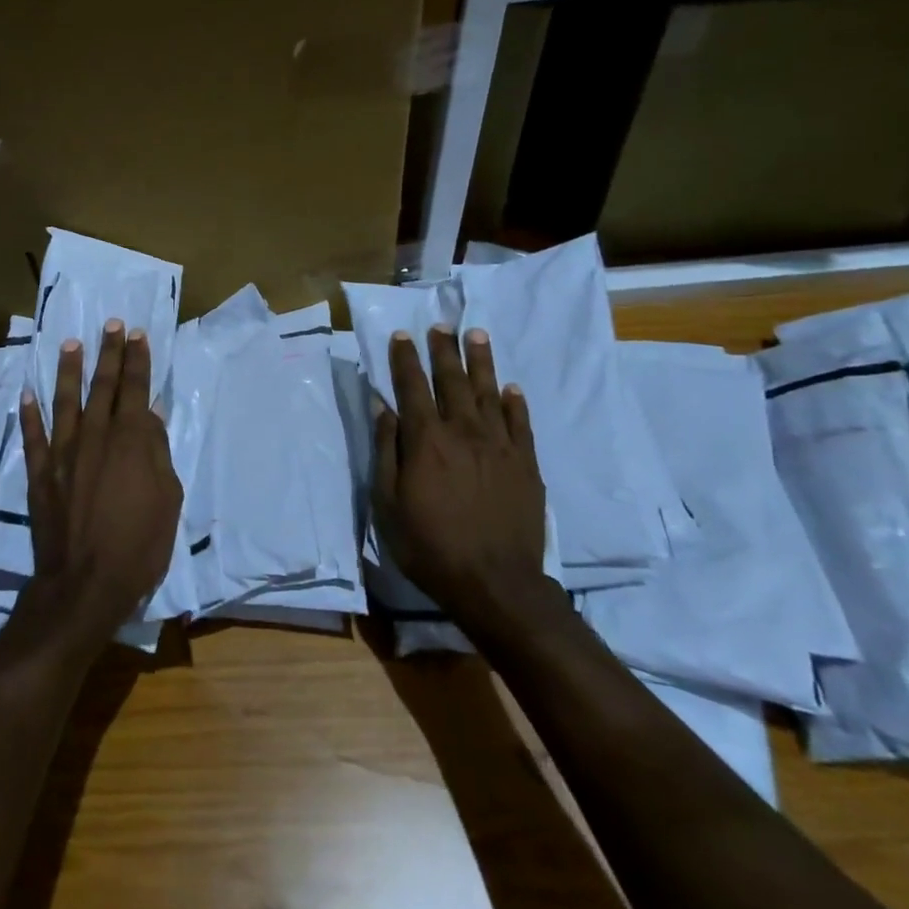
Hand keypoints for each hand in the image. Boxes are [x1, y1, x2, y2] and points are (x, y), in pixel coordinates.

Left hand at [18, 320, 183, 644]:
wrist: (86, 584)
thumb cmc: (139, 544)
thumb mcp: (167, 498)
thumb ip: (157, 452)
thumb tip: (149, 415)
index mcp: (130, 441)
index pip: (134, 389)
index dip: (137, 360)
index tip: (137, 334)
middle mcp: (94, 437)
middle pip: (102, 386)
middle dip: (109, 353)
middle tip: (110, 325)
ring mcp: (63, 454)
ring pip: (64, 401)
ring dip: (68, 370)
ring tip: (70, 344)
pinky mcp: (40, 475)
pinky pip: (33, 437)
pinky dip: (29, 414)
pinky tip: (27, 395)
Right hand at [374, 325, 548, 616]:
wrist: (494, 582)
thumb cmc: (429, 544)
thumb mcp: (388, 501)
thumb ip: (387, 449)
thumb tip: (382, 407)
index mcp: (426, 440)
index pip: (412, 387)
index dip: (405, 359)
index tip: (402, 335)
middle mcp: (463, 431)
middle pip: (452, 381)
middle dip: (444, 350)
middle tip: (441, 326)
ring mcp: (499, 445)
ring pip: (489, 392)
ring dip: (481, 362)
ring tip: (476, 335)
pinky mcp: (526, 464)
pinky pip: (521, 423)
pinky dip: (515, 403)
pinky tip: (511, 388)